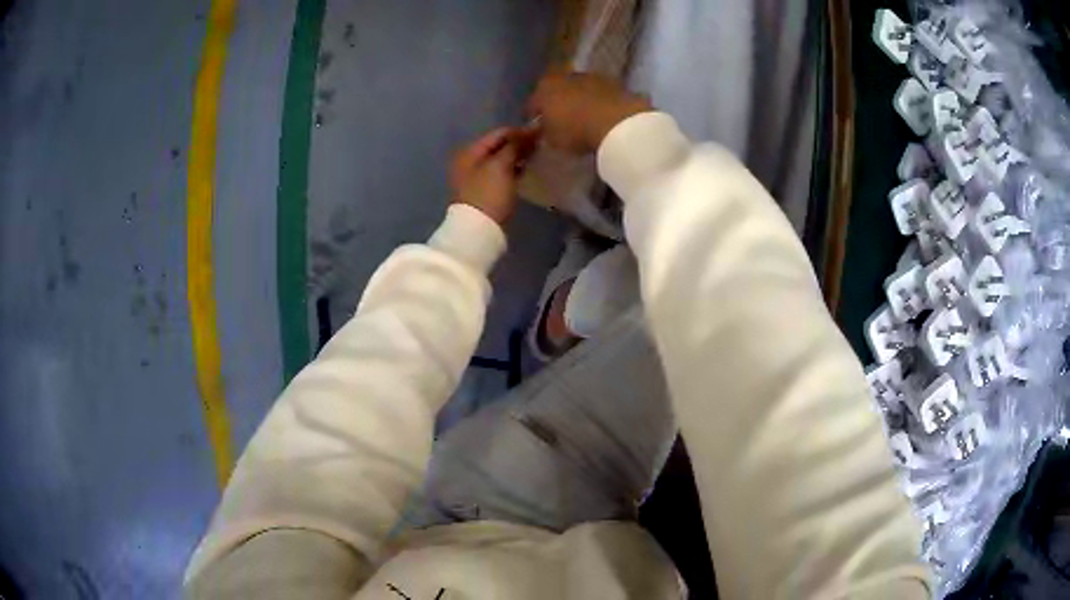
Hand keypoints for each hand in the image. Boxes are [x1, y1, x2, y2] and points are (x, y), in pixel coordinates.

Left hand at [450, 126, 539, 224]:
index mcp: (469, 151)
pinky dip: (513, 170)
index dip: (520, 132)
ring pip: (500, 161)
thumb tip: (529, 130)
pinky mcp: (484, 191)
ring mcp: (475, 178)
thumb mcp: (501, 166)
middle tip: (541, 145)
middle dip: (518, 145)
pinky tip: (526, 171)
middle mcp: (469, 161)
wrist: (478, 230)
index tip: (540, 134)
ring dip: (517, 158)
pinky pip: (501, 174)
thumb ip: (515, 146)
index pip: (498, 133)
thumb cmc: (488, 194)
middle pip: (498, 146)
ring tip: (536, 157)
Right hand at [527, 71, 652, 154]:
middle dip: (557, 103)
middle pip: (556, 90)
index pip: (533, 103)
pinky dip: (597, 100)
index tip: (539, 129)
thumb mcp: (554, 140)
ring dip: (579, 99)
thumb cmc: (576, 131)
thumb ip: (546, 132)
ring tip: (584, 117)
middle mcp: (563, 76)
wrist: (617, 122)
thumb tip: (546, 129)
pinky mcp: (612, 81)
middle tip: (561, 120)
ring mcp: (589, 76)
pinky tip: (601, 114)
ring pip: (578, 88)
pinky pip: (598, 92)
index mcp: (543, 89)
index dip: (535, 117)